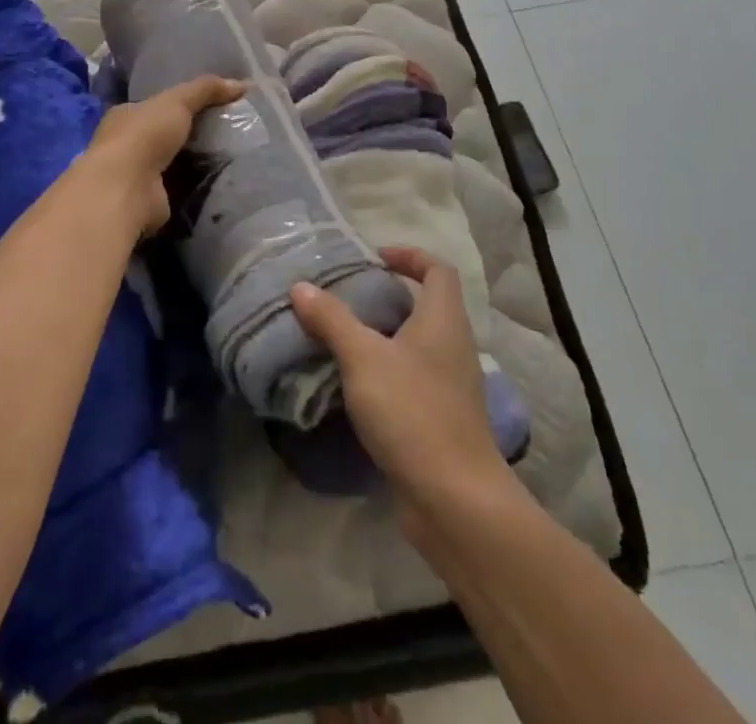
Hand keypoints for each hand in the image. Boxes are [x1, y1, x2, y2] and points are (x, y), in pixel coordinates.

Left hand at [83, 75, 244, 234]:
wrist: (127, 189)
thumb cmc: (144, 135)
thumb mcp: (178, 101)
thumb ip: (206, 89)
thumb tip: (244, 83)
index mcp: (126, 116)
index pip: (155, 106)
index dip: (182, 104)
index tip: (212, 106)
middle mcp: (126, 144)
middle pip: (165, 135)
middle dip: (191, 135)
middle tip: (228, 132)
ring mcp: (136, 175)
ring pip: (172, 163)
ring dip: (195, 162)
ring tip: (231, 156)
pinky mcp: (150, 200)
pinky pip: (179, 187)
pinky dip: (195, 185)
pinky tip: (219, 181)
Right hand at [291, 249, 508, 510]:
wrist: (455, 500)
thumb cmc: (412, 412)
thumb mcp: (363, 358)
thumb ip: (332, 319)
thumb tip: (301, 287)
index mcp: (444, 320)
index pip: (438, 270)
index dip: (409, 256)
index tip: (374, 259)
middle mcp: (454, 346)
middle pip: (427, 305)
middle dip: (388, 296)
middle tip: (347, 297)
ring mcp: (451, 386)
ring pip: (417, 344)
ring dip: (384, 336)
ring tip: (342, 337)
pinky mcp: (442, 419)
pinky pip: (413, 379)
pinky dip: (386, 372)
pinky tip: (354, 385)